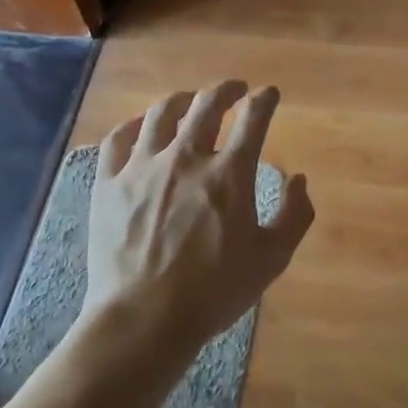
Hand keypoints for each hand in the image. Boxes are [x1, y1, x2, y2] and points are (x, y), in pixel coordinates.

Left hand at [81, 82, 313, 363]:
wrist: (144, 318)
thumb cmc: (214, 292)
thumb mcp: (272, 259)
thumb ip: (294, 215)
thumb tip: (299, 179)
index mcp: (229, 174)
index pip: (253, 119)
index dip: (265, 100)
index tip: (269, 94)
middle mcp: (186, 158)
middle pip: (207, 105)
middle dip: (226, 89)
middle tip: (235, 89)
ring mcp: (142, 167)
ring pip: (162, 113)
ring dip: (182, 100)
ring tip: (190, 100)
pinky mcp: (109, 183)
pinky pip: (118, 138)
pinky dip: (134, 124)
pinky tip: (141, 125)